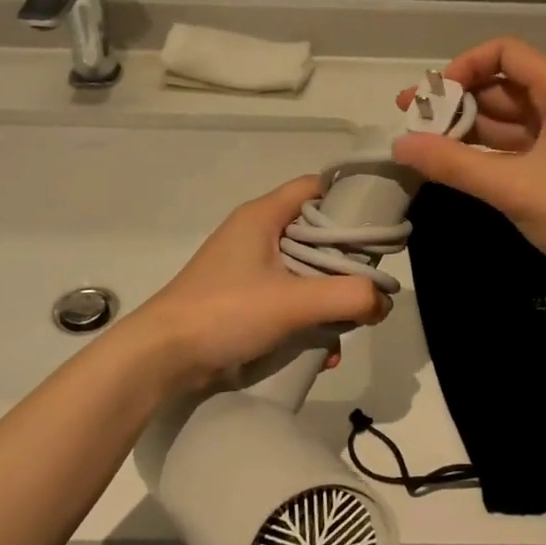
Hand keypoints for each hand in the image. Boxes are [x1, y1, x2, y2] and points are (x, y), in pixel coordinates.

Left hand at [133, 176, 389, 388]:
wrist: (163, 357)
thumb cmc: (226, 312)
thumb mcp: (294, 302)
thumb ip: (348, 297)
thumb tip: (383, 301)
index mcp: (263, 216)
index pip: (315, 187)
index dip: (349, 201)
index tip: (377, 231)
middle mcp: (255, 234)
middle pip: (315, 235)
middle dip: (344, 267)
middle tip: (365, 290)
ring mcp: (246, 268)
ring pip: (304, 273)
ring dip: (327, 302)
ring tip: (340, 335)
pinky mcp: (241, 299)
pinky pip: (287, 300)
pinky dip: (306, 321)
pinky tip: (319, 354)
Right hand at [393, 38, 545, 283]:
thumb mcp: (513, 186)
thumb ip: (454, 164)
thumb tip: (399, 145)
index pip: (504, 53)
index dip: (463, 66)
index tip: (431, 97)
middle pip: (499, 85)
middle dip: (454, 101)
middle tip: (409, 121)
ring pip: (502, 118)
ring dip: (464, 128)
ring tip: (421, 145)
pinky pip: (510, 145)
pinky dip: (481, 151)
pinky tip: (452, 164)